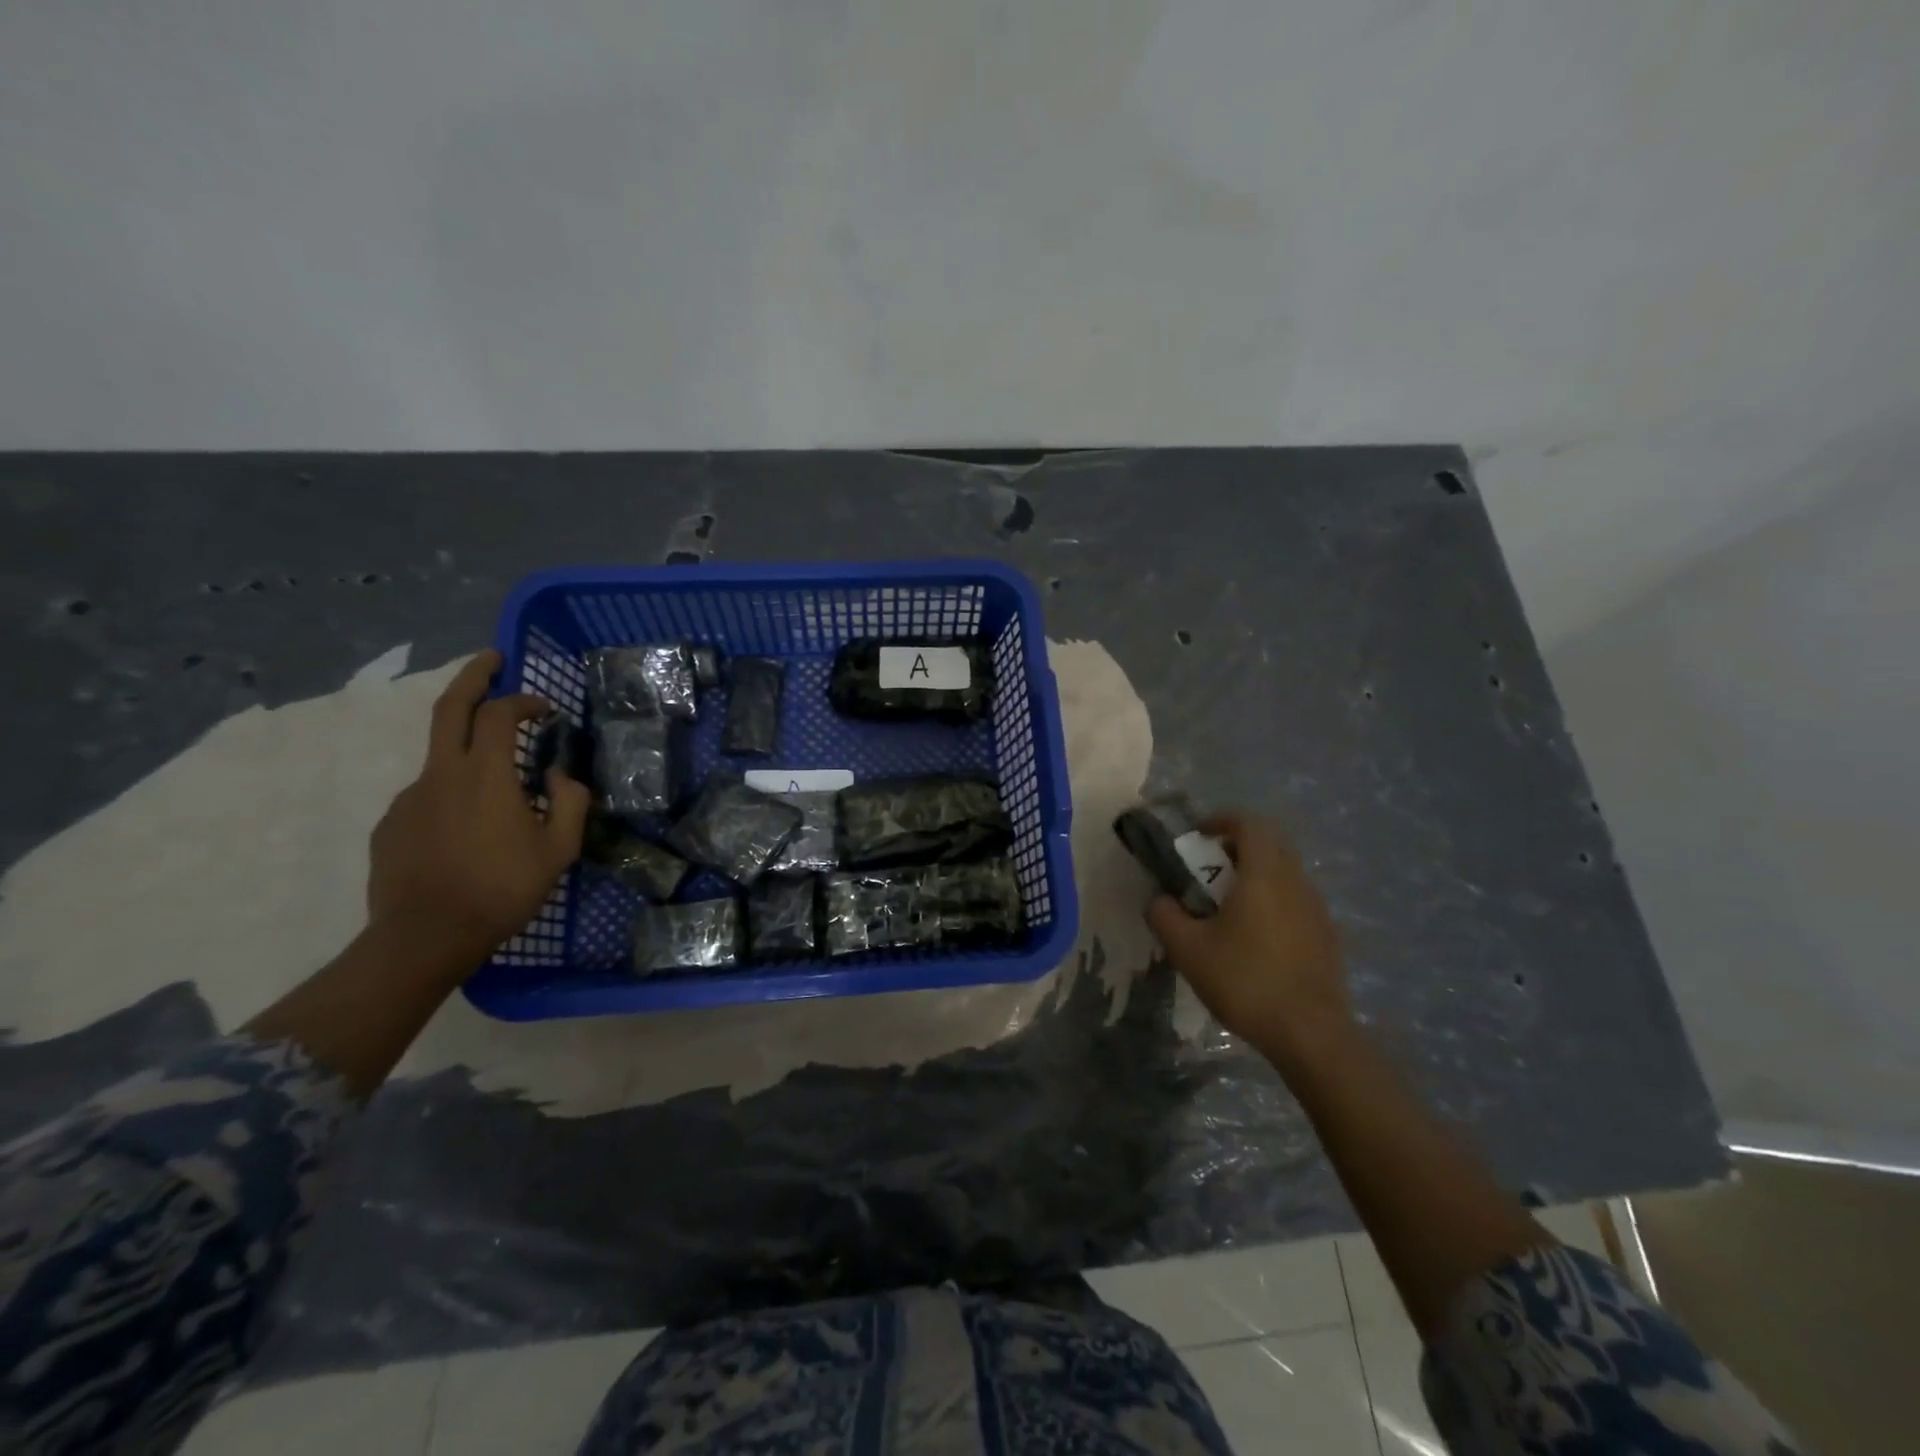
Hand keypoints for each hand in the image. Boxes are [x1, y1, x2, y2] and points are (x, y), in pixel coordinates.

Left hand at [367, 651, 590, 971]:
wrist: (424, 938)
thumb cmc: (502, 889)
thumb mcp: (559, 849)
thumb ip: (570, 802)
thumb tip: (560, 777)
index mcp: (486, 775)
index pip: (501, 715)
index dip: (525, 702)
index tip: (547, 710)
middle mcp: (442, 774)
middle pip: (451, 708)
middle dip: (473, 676)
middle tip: (492, 660)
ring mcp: (410, 798)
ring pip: (442, 758)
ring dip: (471, 752)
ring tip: (500, 791)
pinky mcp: (392, 824)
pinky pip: (429, 797)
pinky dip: (453, 796)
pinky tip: (468, 832)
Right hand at [1147, 813, 1350, 1064]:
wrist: (1311, 1035)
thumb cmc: (1245, 981)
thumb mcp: (1188, 950)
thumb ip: (1165, 916)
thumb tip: (1160, 900)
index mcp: (1264, 874)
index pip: (1249, 823)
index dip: (1222, 820)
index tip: (1198, 835)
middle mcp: (1296, 882)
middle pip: (1270, 845)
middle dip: (1236, 847)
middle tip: (1208, 869)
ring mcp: (1317, 910)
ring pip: (1285, 874)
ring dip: (1255, 876)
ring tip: (1227, 907)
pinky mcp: (1327, 937)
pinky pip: (1296, 901)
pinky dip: (1273, 902)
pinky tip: (1255, 939)